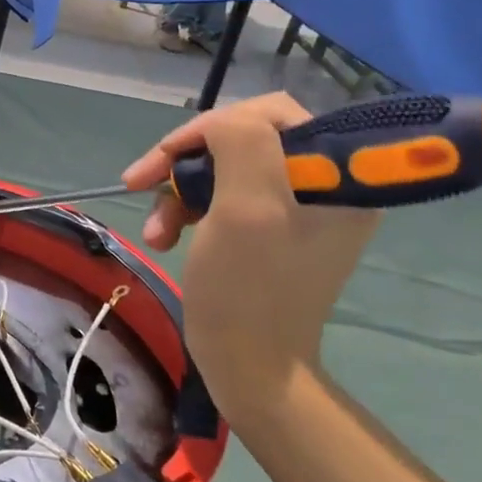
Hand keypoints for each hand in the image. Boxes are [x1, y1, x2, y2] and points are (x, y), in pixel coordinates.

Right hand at [121, 93, 380, 427]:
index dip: (213, 127)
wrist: (250, 368)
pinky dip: (185, 211)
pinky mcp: (269, 227)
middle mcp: (324, 183)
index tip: (170, 157)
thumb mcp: (247, 206)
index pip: (270, 113)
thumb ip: (243, 142)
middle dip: (187, 161)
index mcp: (338, 175)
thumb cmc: (248, 290)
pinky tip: (163, 236)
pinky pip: (221, 195)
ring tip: (155, 230)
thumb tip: (224, 122)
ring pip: (223, 166)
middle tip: (143, 182)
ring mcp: (295, 206)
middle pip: (241, 137)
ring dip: (178, 191)